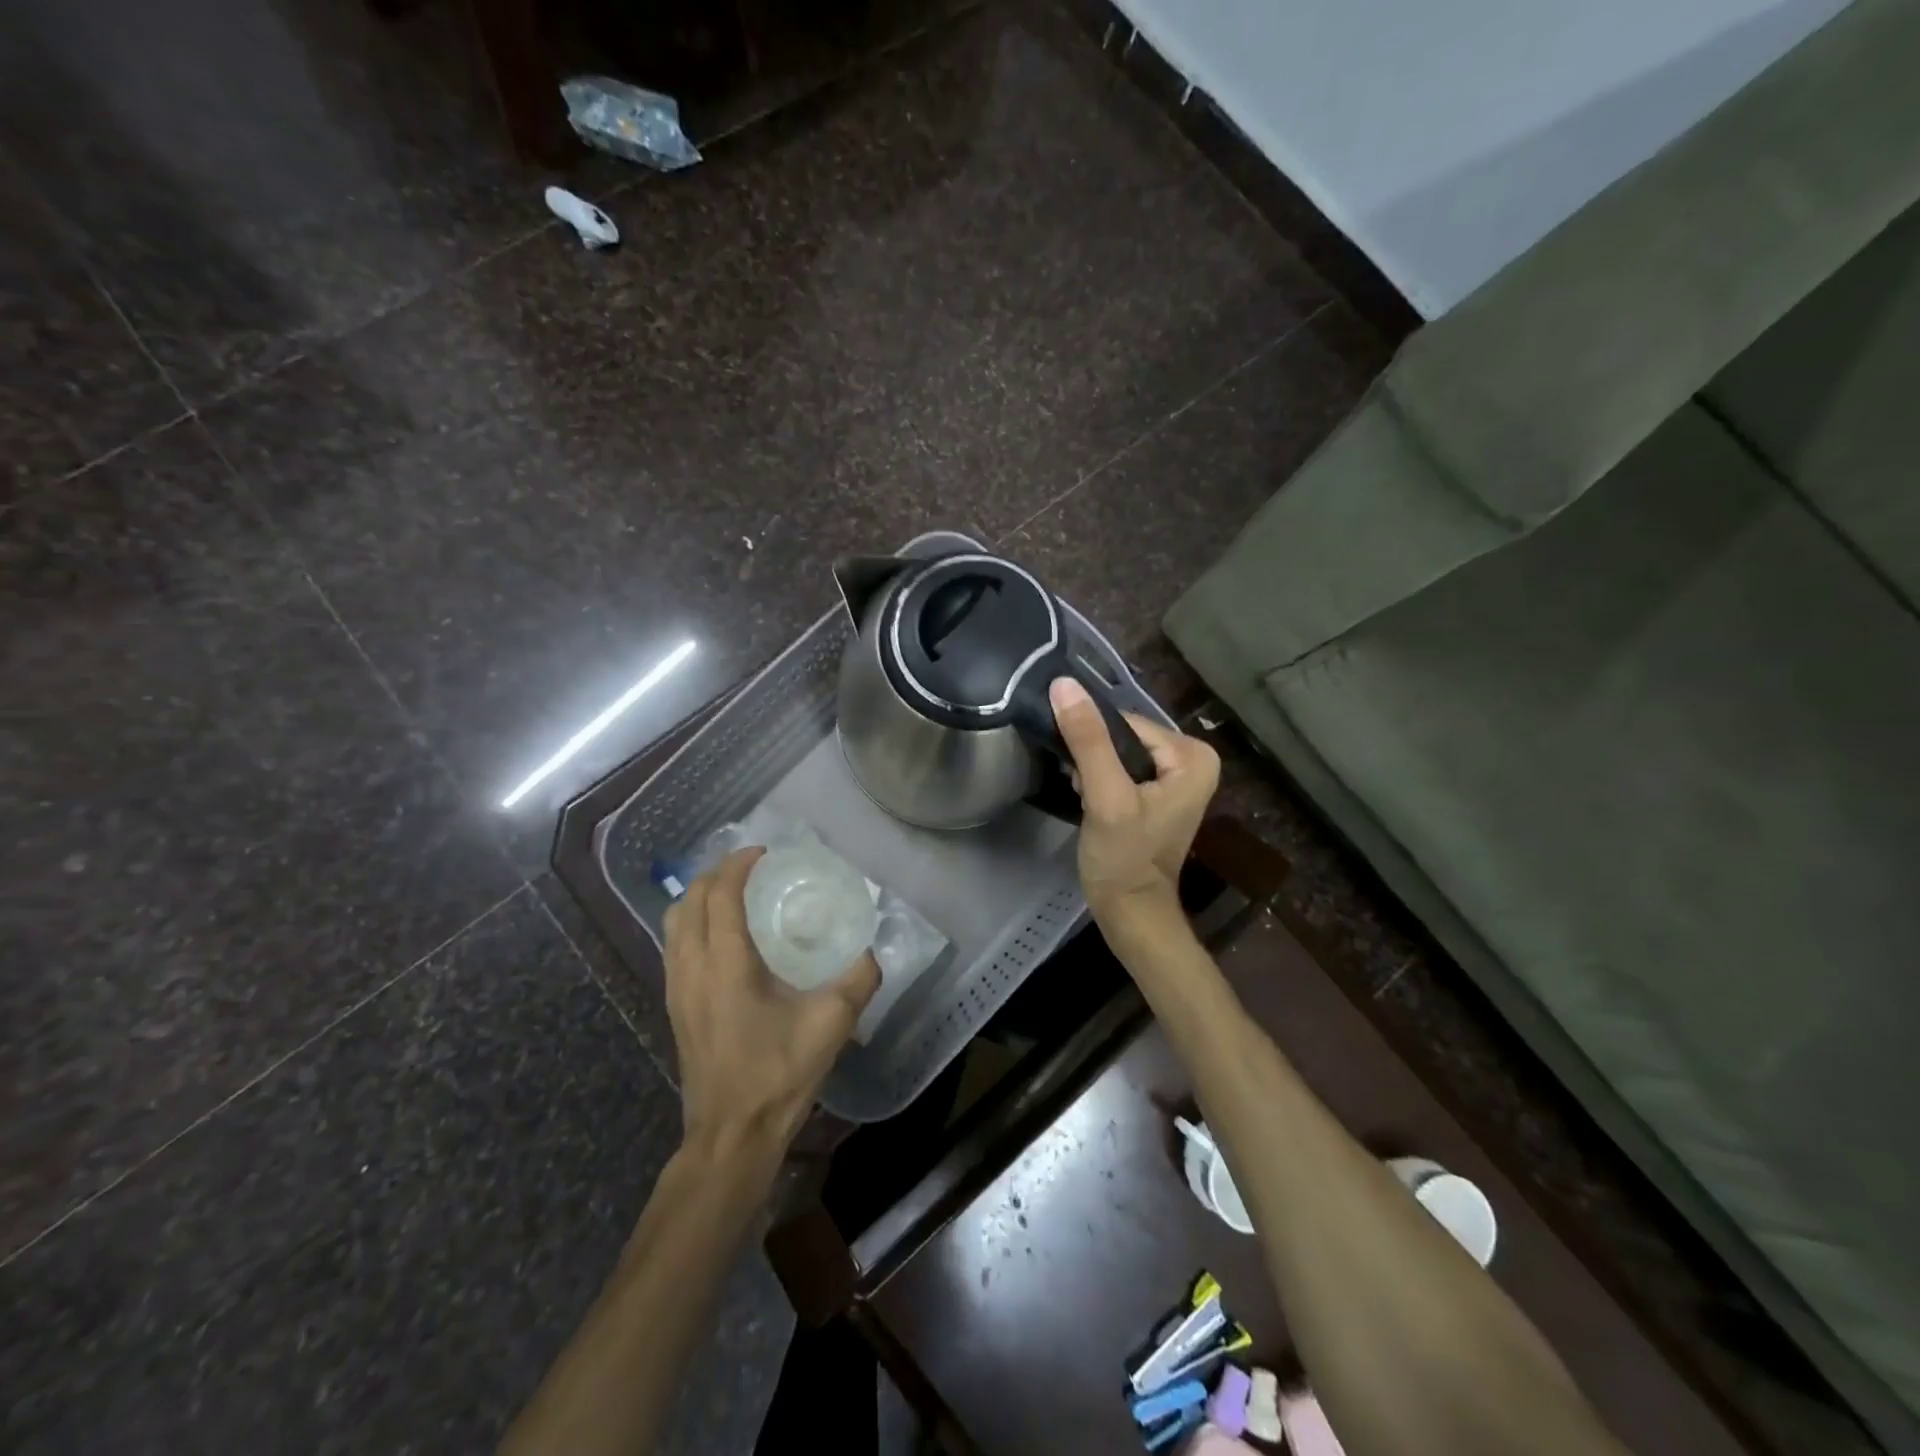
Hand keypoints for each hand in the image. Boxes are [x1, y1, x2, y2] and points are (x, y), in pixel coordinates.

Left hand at [663, 847, 879, 1166]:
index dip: (739, 865)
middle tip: (752, 867)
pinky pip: (674, 946)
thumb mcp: (831, 1025)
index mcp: (725, 965)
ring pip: (674, 923)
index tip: (764, 853)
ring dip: (699, 896)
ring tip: (733, 892)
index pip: (721, 895)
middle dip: (717, 873)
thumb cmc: (777, 1076)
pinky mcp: (674, 1007)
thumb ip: (858, 980)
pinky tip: (721, 936)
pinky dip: (692, 923)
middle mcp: (692, 968)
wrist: (731, 1135)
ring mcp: (677, 989)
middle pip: (690, 901)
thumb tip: (871, 949)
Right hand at [1050, 677, 1219, 917]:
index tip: (1083, 777)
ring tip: (1089, 801)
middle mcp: (1192, 759)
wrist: (1129, 911)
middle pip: (1123, 736)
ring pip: (1117, 752)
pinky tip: (1092, 804)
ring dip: (1094, 771)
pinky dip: (1101, 782)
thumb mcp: (1105, 796)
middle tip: (1086, 792)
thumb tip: (1064, 684)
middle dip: (1095, 759)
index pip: (1126, 723)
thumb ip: (1088, 740)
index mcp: (1193, 755)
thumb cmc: (1123, 858)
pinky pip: (1121, 768)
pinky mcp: (1157, 793)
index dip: (1095, 743)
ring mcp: (1176, 777)